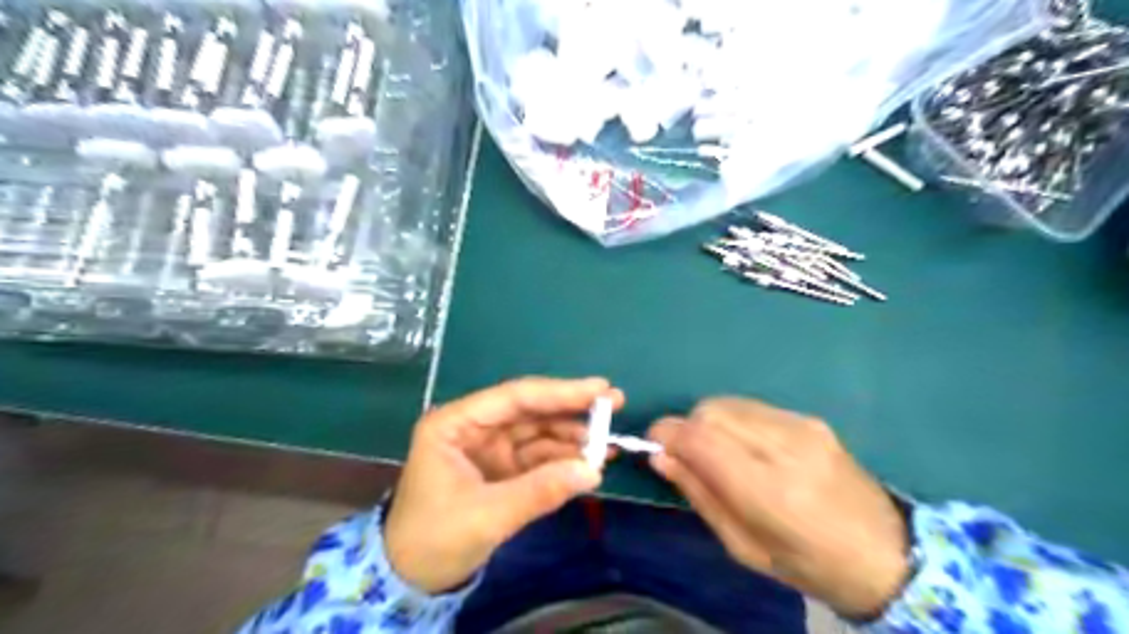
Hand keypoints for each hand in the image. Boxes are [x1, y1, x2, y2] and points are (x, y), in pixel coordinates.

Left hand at [385, 377, 621, 593]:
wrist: (410, 580)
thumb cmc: (433, 540)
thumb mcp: (486, 516)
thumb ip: (539, 490)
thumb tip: (594, 471)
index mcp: (455, 423)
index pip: (514, 398)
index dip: (559, 392)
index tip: (599, 389)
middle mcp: (474, 427)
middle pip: (530, 411)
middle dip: (571, 410)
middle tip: (614, 404)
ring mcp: (489, 448)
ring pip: (538, 433)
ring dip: (572, 438)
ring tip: (608, 445)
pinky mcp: (501, 469)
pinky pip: (538, 457)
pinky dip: (563, 460)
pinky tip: (590, 464)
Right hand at [648, 399, 911, 616]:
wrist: (887, 552)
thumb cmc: (808, 564)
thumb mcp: (744, 547)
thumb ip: (700, 495)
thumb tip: (660, 457)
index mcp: (770, 492)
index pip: (701, 439)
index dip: (667, 434)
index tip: (653, 444)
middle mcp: (786, 448)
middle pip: (710, 412)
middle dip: (687, 428)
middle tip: (685, 455)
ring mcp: (802, 427)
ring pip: (728, 403)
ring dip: (709, 422)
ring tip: (716, 452)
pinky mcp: (810, 419)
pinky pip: (751, 406)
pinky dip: (733, 420)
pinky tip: (745, 446)